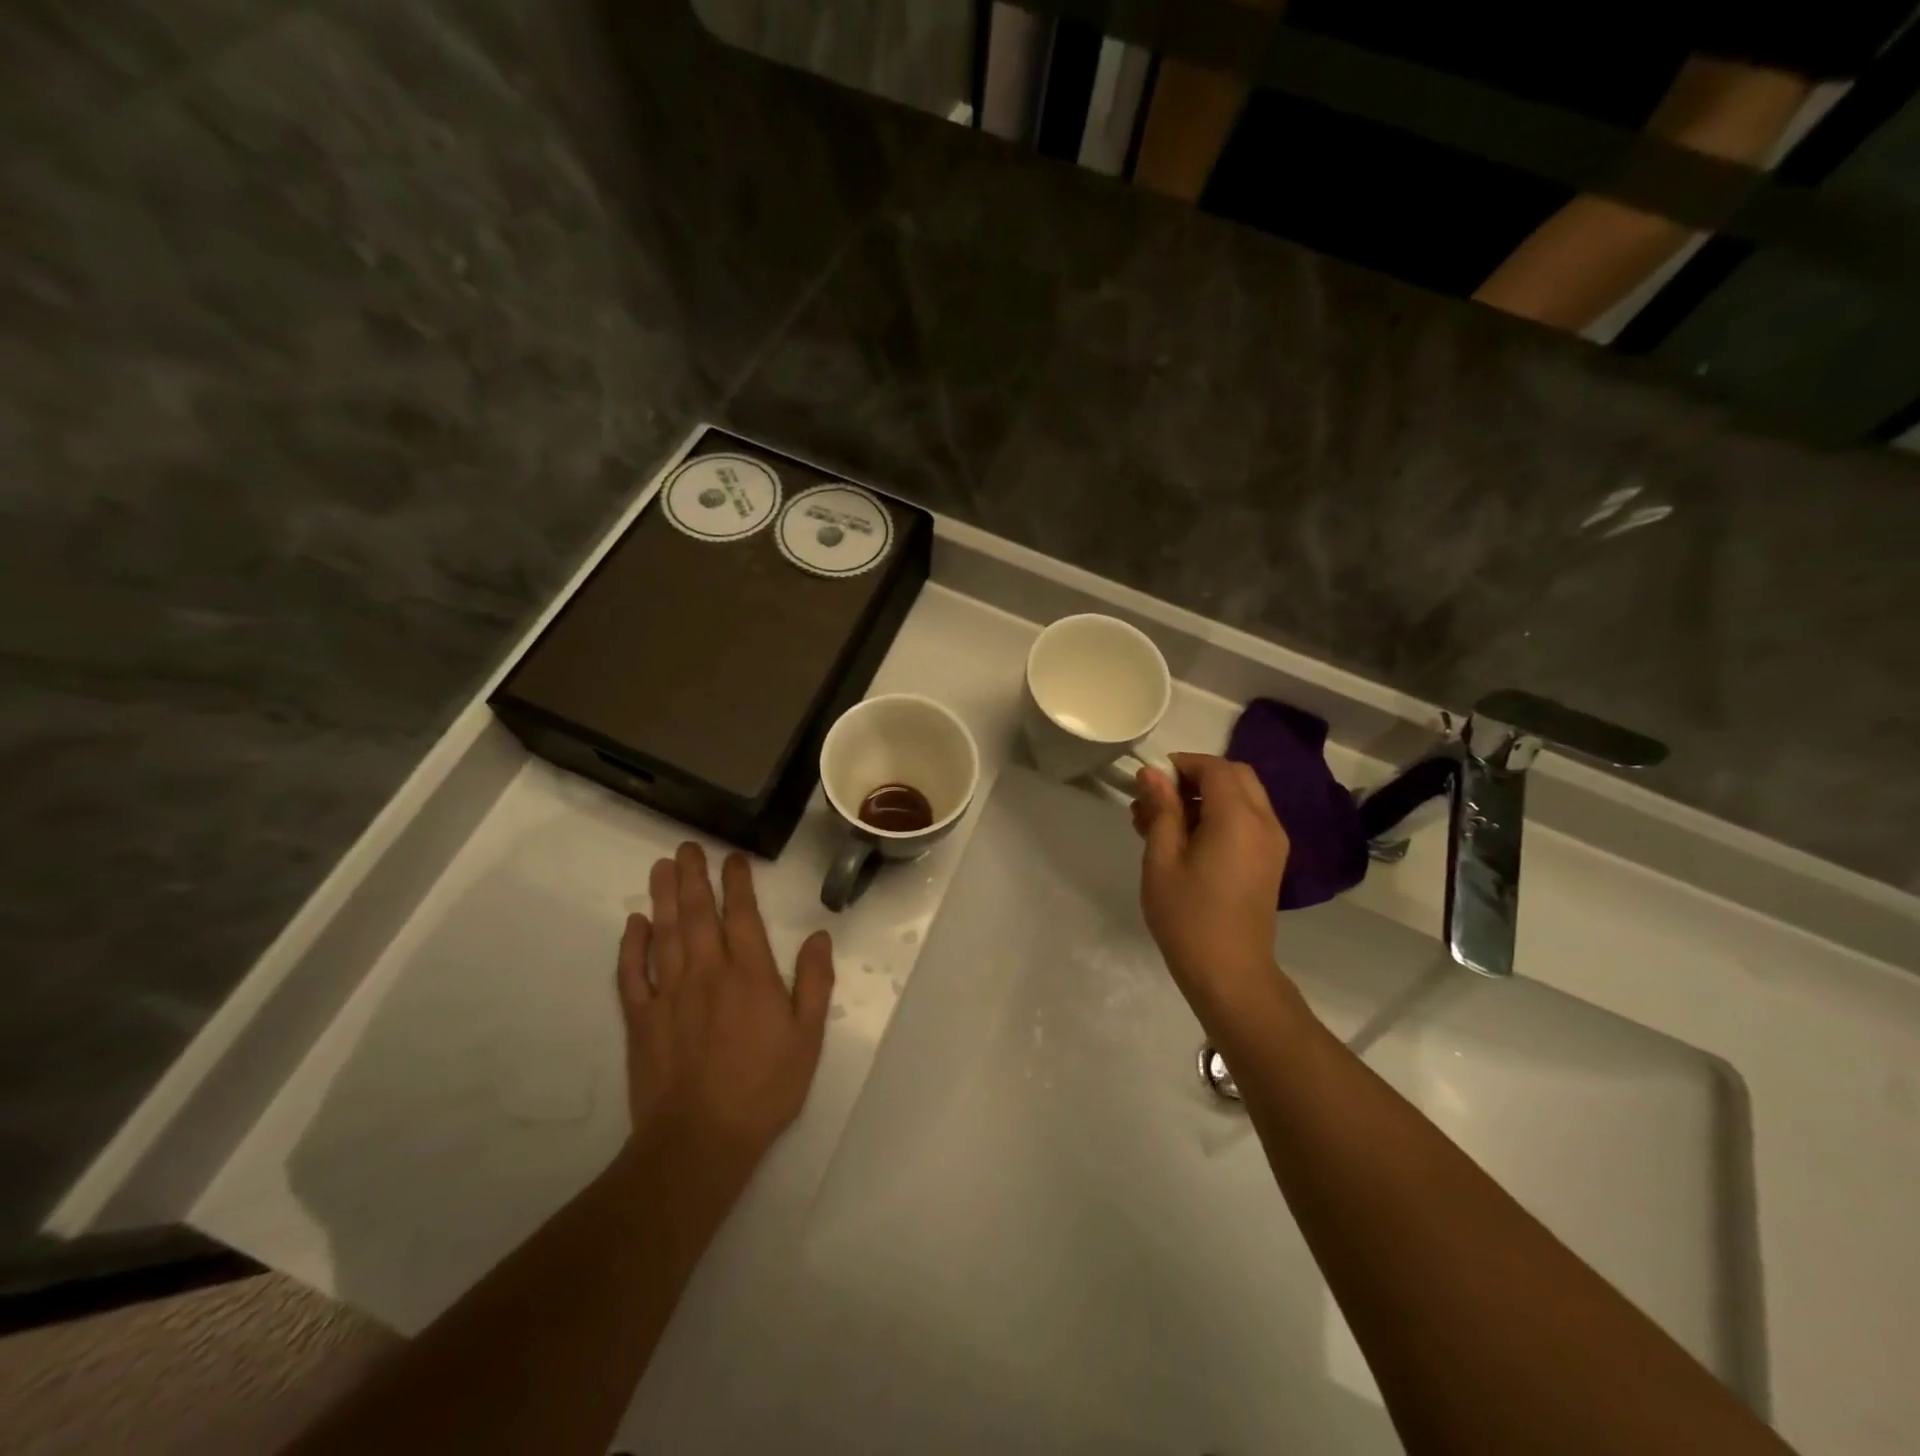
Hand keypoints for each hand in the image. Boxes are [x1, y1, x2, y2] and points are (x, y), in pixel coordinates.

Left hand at [615, 843, 834, 1166]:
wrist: (700, 1140)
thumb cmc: (764, 1088)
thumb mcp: (808, 1038)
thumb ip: (815, 983)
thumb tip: (820, 936)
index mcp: (750, 975)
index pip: (742, 915)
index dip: (737, 883)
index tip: (731, 858)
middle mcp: (708, 972)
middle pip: (697, 914)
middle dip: (693, 877)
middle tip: (687, 847)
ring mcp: (670, 994)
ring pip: (664, 934)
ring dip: (663, 898)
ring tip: (661, 867)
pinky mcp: (641, 1019)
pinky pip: (632, 973)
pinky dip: (632, 945)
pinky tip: (634, 923)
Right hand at [1133, 753, 1293, 1028]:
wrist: (1230, 973)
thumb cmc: (1188, 916)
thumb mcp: (1162, 859)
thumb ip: (1162, 810)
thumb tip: (1152, 774)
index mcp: (1238, 818)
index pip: (1214, 768)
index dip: (1181, 765)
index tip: (1149, 781)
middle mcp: (1264, 822)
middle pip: (1234, 776)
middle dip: (1195, 777)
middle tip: (1158, 800)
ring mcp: (1273, 842)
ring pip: (1243, 796)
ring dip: (1206, 797)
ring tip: (1163, 823)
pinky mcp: (1271, 860)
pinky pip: (1248, 820)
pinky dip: (1220, 816)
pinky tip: (1186, 841)